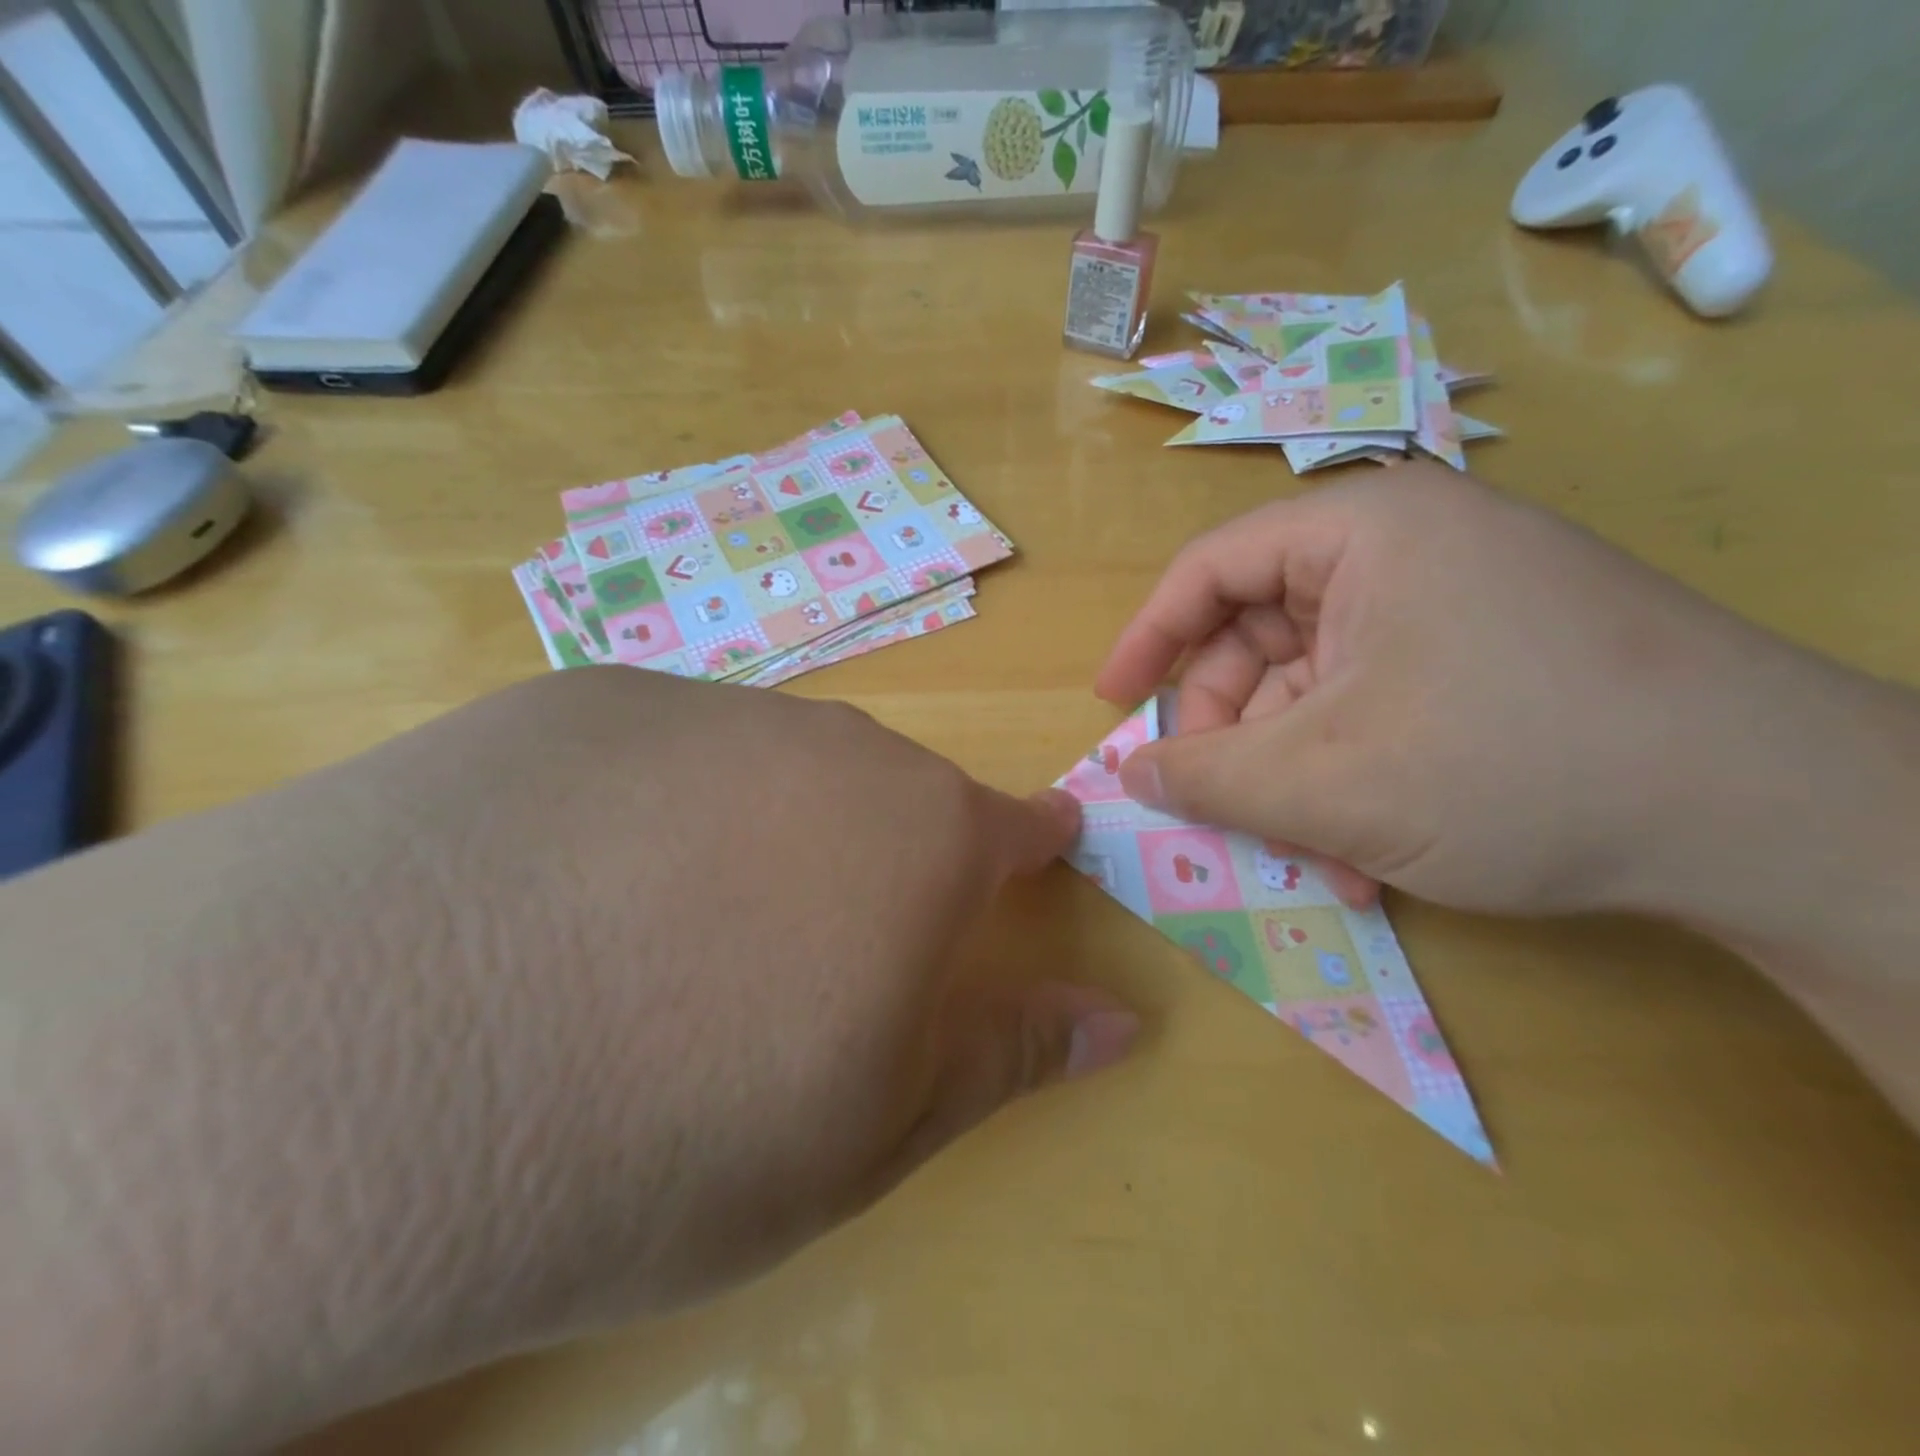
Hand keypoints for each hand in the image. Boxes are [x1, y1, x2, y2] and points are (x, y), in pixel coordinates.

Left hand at [4, 669, 1136, 1451]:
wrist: (351, 1076)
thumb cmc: (668, 1135)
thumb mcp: (868, 1130)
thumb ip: (1007, 1050)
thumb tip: (1122, 1019)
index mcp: (915, 836)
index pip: (1011, 824)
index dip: (1029, 846)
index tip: (1034, 858)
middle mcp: (826, 744)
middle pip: (887, 792)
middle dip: (879, 860)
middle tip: (811, 953)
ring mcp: (697, 705)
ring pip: (773, 764)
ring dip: (761, 832)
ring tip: (676, 933)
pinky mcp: (575, 698)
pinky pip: (661, 750)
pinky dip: (653, 807)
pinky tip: (568, 885)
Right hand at [1095, 465, 1811, 917]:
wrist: (1774, 817)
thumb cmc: (1515, 763)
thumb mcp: (1325, 780)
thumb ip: (1205, 777)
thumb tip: (1129, 775)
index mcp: (1360, 532)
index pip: (1209, 570)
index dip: (1147, 640)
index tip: (1112, 706)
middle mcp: (1405, 550)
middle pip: (1260, 637)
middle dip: (1233, 734)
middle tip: (1218, 808)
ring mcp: (1452, 604)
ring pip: (1316, 688)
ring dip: (1294, 775)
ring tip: (1314, 853)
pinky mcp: (1487, 657)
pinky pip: (1373, 708)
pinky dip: (1350, 776)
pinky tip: (1371, 849)